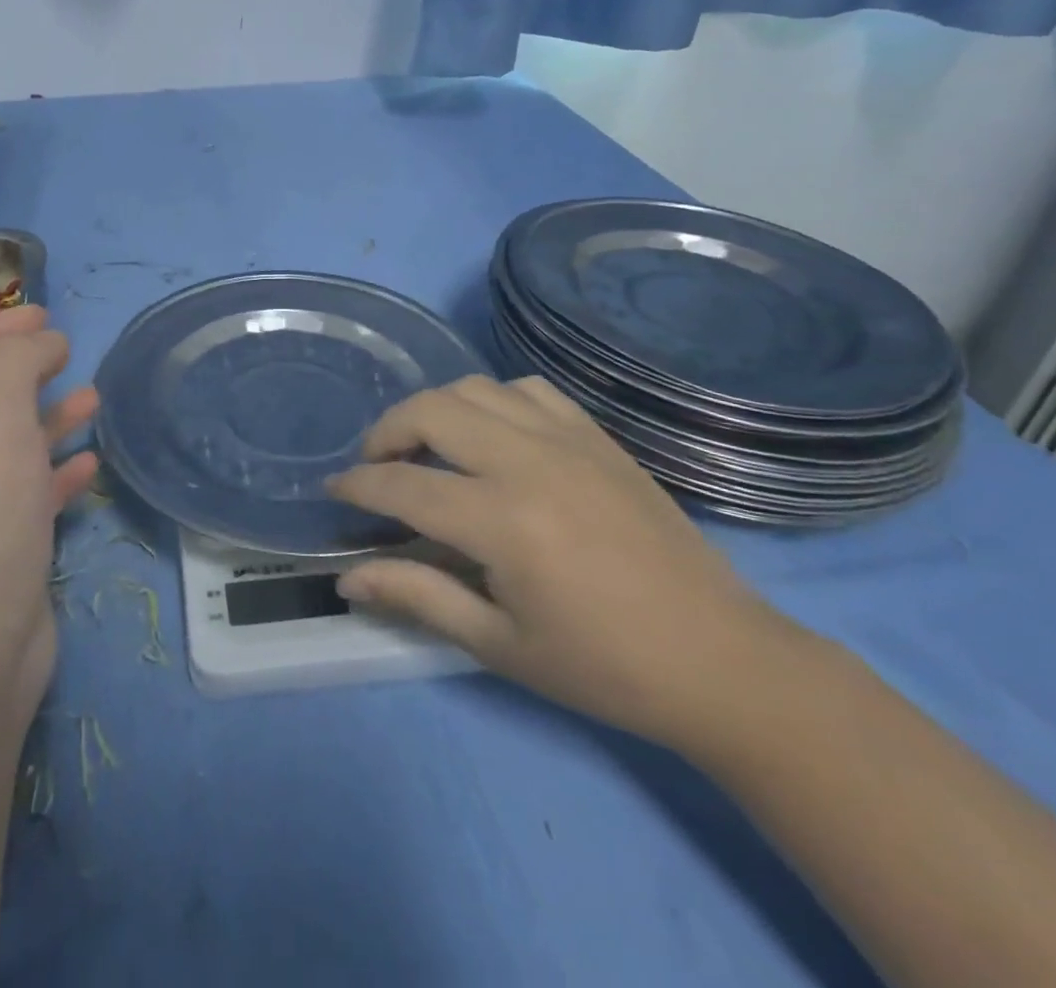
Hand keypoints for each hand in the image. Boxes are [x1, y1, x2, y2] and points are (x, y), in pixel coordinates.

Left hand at [0, 306, 98, 730]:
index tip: (45, 312)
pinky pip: (38, 494)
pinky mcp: (11, 549)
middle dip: (24, 366)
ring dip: (50, 415)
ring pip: (17, 445)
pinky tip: (91, 462)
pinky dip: (63, 470)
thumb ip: (16, 363)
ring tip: (94, 397)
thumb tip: (45, 341)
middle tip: (69, 348)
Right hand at [327, 376, 805, 750]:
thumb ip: (417, 597)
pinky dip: (491, 399)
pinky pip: (527, 389)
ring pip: (474, 388)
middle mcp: (529, 463)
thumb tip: (346, 578)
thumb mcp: (499, 644)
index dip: (357, 485)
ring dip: (434, 410)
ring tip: (426, 446)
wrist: (722, 660)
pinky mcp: (598, 437)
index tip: (333, 490)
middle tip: (375, 466)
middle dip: (385, 432)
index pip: (403, 484)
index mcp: (503, 522)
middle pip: (430, 411)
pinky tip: (490, 434)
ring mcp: (568, 440)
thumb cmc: (603, 667)